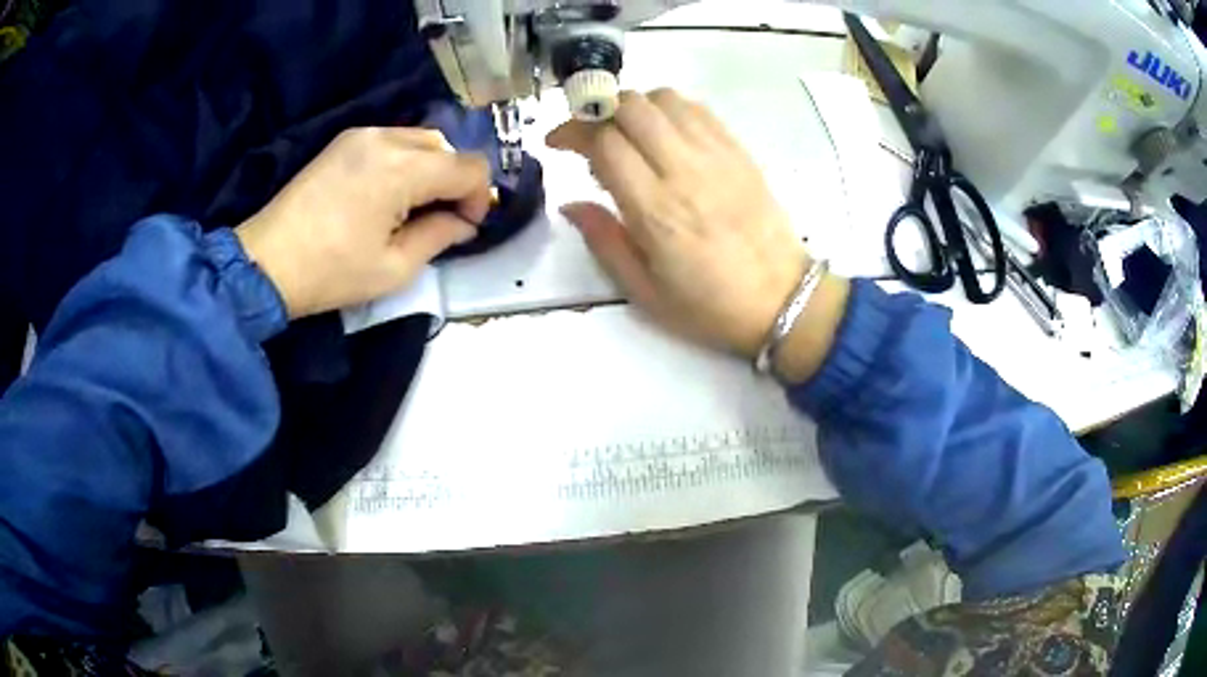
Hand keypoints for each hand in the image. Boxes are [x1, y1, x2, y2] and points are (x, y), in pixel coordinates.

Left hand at [236, 127, 491, 318]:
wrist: (266, 262)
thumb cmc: (331, 272)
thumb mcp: (394, 268)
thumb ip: (439, 237)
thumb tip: (463, 223)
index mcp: (403, 169)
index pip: (468, 167)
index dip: (480, 197)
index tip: (467, 226)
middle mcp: (386, 138)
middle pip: (447, 147)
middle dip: (455, 181)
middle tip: (442, 218)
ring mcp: (362, 134)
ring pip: (421, 140)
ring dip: (431, 169)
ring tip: (414, 207)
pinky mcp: (344, 141)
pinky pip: (393, 140)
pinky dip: (406, 161)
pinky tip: (389, 193)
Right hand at [548, 90, 810, 357]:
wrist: (782, 300)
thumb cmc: (710, 305)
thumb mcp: (645, 291)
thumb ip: (604, 241)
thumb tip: (571, 204)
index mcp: (655, 210)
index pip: (604, 142)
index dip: (572, 132)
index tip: (557, 143)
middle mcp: (684, 170)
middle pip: (631, 107)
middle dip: (597, 110)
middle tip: (589, 133)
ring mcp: (717, 155)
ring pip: (663, 99)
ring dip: (634, 105)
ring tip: (626, 131)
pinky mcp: (739, 152)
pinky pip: (698, 109)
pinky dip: (669, 108)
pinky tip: (664, 132)